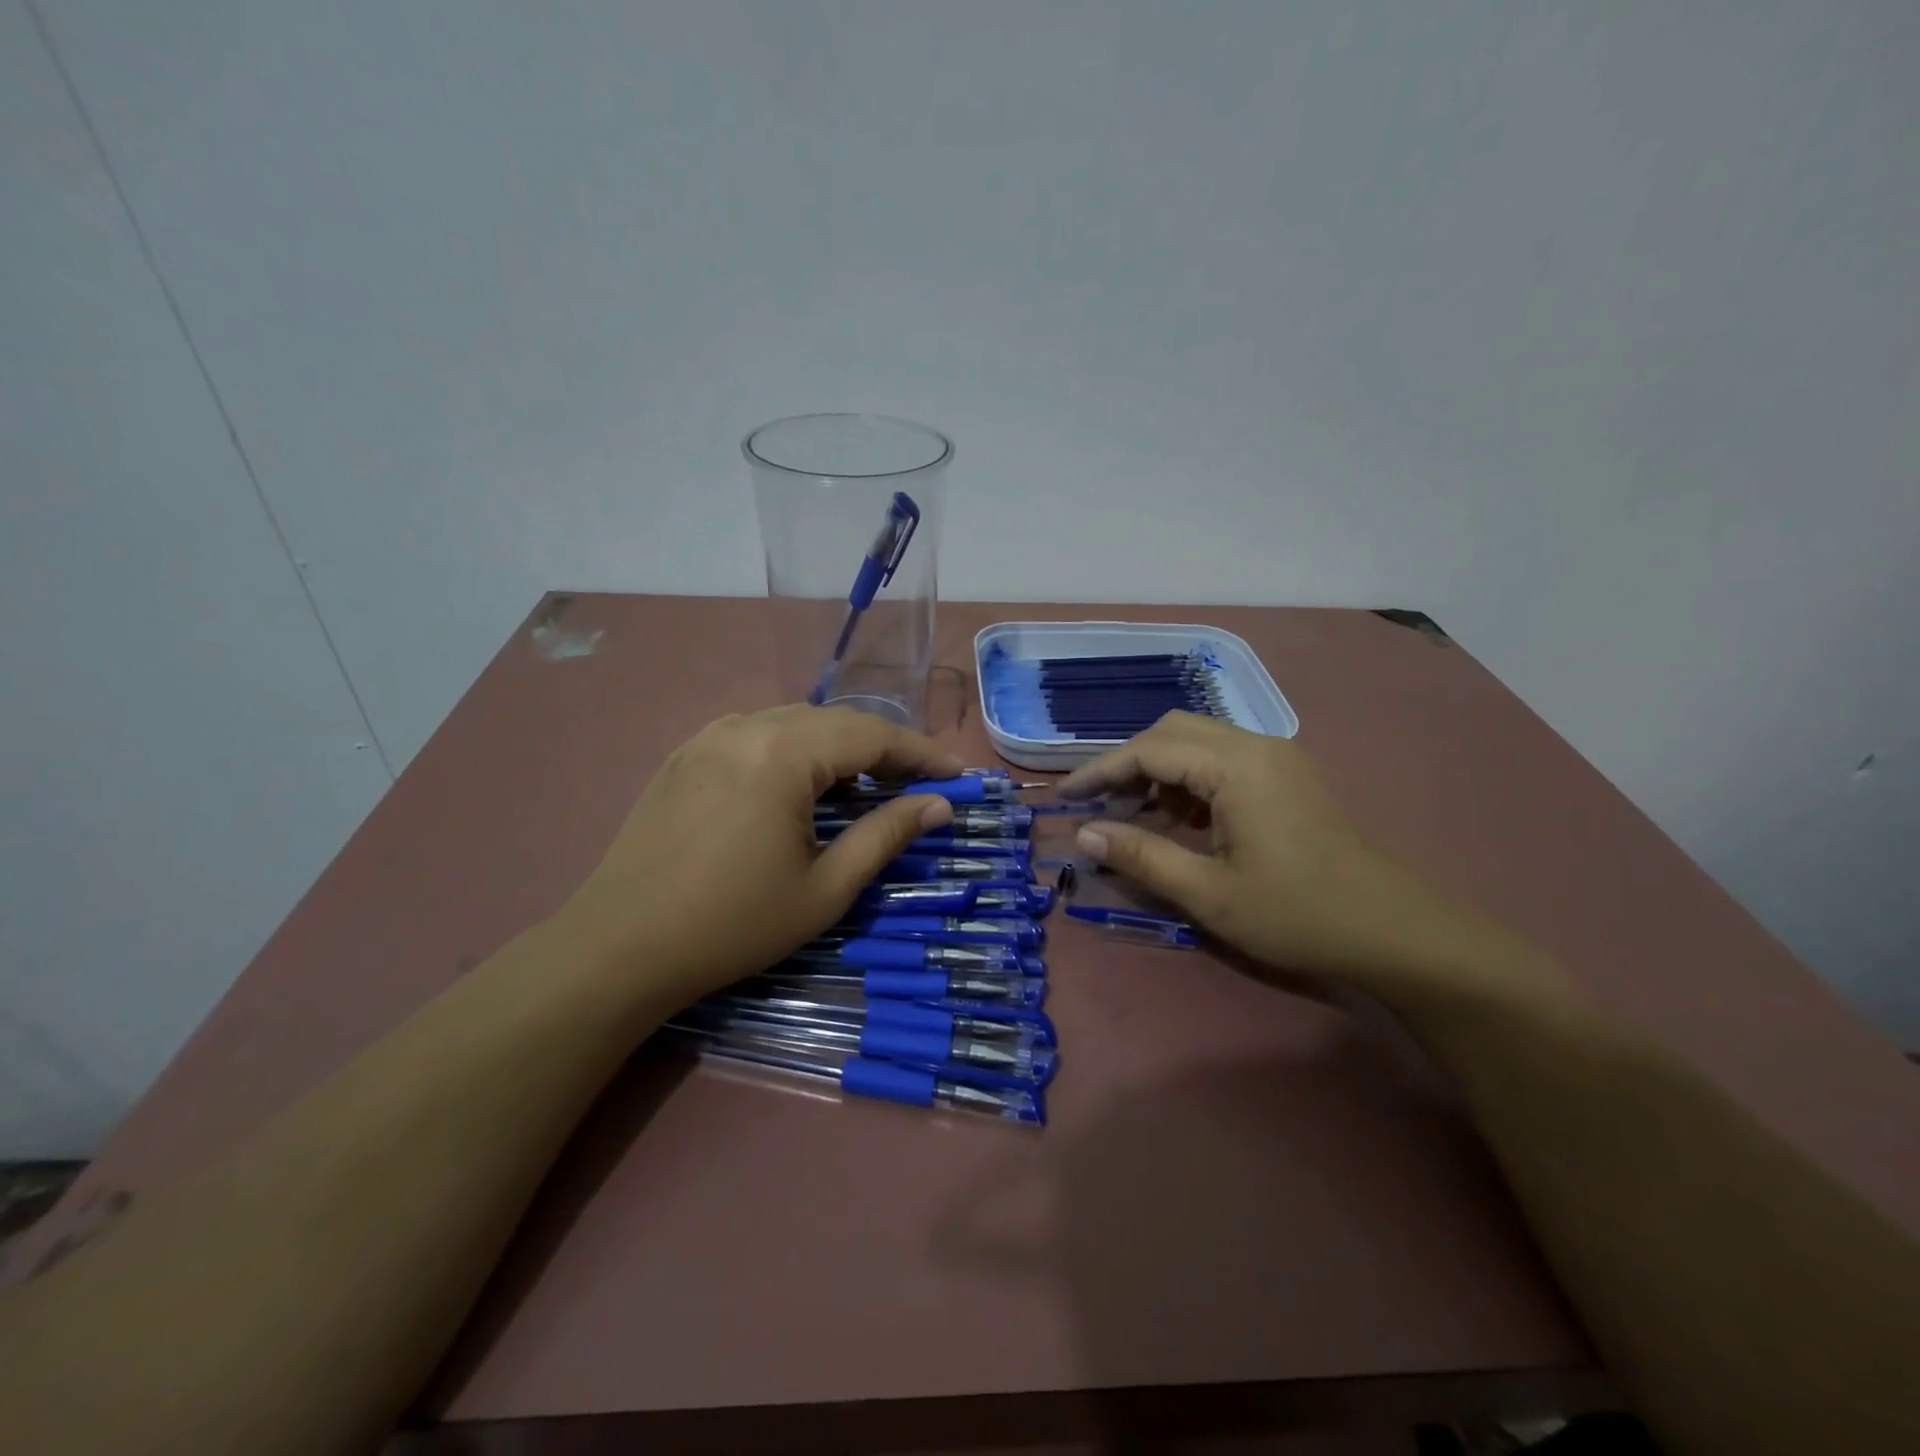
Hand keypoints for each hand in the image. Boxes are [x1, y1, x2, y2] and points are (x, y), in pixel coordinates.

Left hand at [561, 706, 960, 1007]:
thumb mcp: (825, 887)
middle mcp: (748, 726)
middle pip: (836, 722)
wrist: (620, 947)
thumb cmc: (733, 924)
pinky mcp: (686, 754)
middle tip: (919, 785)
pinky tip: (801, 785)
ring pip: (796, 724)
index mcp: (784, 752)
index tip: (958, 775)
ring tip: (866, 787)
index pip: (873, 736)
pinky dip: (795, 751)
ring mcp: (710, 736)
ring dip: (839, 748)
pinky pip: (757, 735)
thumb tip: (939, 804)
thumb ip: (886, 835)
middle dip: (884, 749)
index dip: (922, 754)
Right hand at [1060, 713, 1505, 995]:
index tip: (1065, 797)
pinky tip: (1180, 821)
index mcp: (1236, 765)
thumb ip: (1140, 856)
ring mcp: (1276, 758)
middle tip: (1100, 806)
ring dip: (1159, 771)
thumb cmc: (1296, 913)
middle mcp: (1256, 745)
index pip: (1149, 749)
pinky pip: (1222, 760)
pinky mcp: (1287, 776)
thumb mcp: (1207, 893)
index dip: (1101, 771)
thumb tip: (1084, 833)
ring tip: (1134, 817)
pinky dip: (1189, 781)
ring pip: (1198, 743)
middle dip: (1129, 763)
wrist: (1394, 932)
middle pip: (1172, 731)